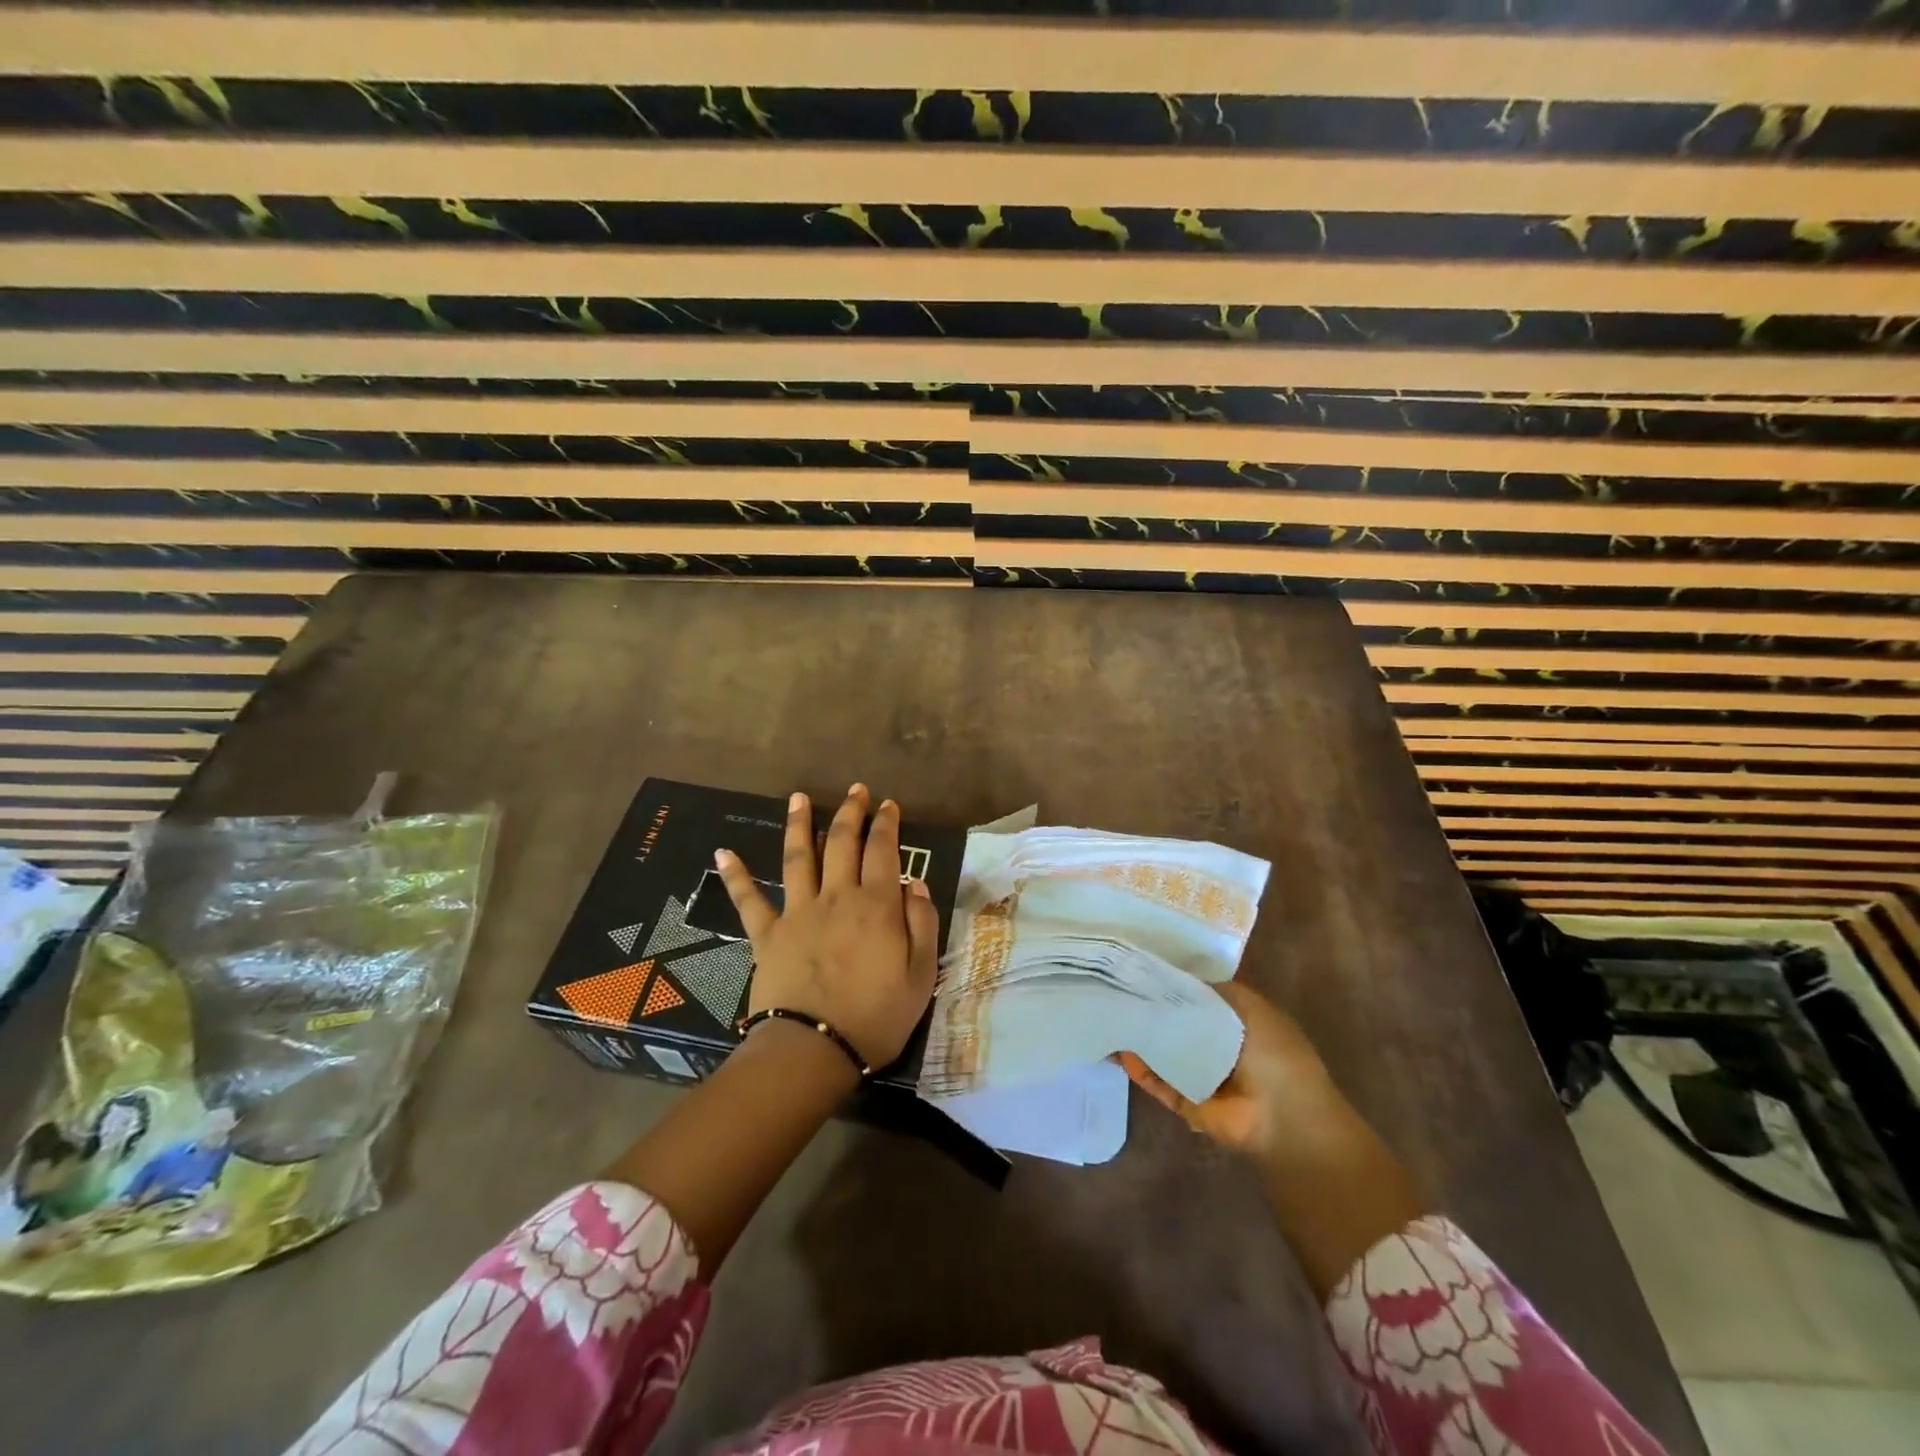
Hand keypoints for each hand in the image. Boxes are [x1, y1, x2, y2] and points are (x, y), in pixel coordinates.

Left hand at [715, 784, 939, 1069]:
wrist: (814, 1049)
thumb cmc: (876, 1016)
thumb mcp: (921, 975)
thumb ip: (922, 923)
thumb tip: (916, 884)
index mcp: (876, 905)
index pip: (884, 850)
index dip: (887, 824)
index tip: (889, 805)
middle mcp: (836, 897)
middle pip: (842, 842)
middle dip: (851, 812)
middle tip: (856, 790)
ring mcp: (798, 912)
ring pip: (798, 857)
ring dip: (798, 824)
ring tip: (798, 797)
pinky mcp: (767, 934)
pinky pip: (749, 900)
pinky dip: (735, 875)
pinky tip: (723, 852)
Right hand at [1122, 982, 1423, 1300]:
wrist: (1285, 1118)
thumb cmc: (1276, 1053)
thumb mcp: (1250, 1007)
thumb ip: (1214, 990)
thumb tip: (1178, 977)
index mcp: (1234, 1019)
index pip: (1195, 995)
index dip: (1171, 981)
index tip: (1140, 966)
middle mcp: (1216, 1045)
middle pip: (1175, 1022)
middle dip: (1150, 1008)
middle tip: (1115, 988)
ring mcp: (1200, 1075)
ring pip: (1161, 1052)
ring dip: (1138, 1038)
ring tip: (1108, 1016)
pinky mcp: (1187, 1102)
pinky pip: (1159, 1082)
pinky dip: (1139, 1069)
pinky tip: (1118, 1052)